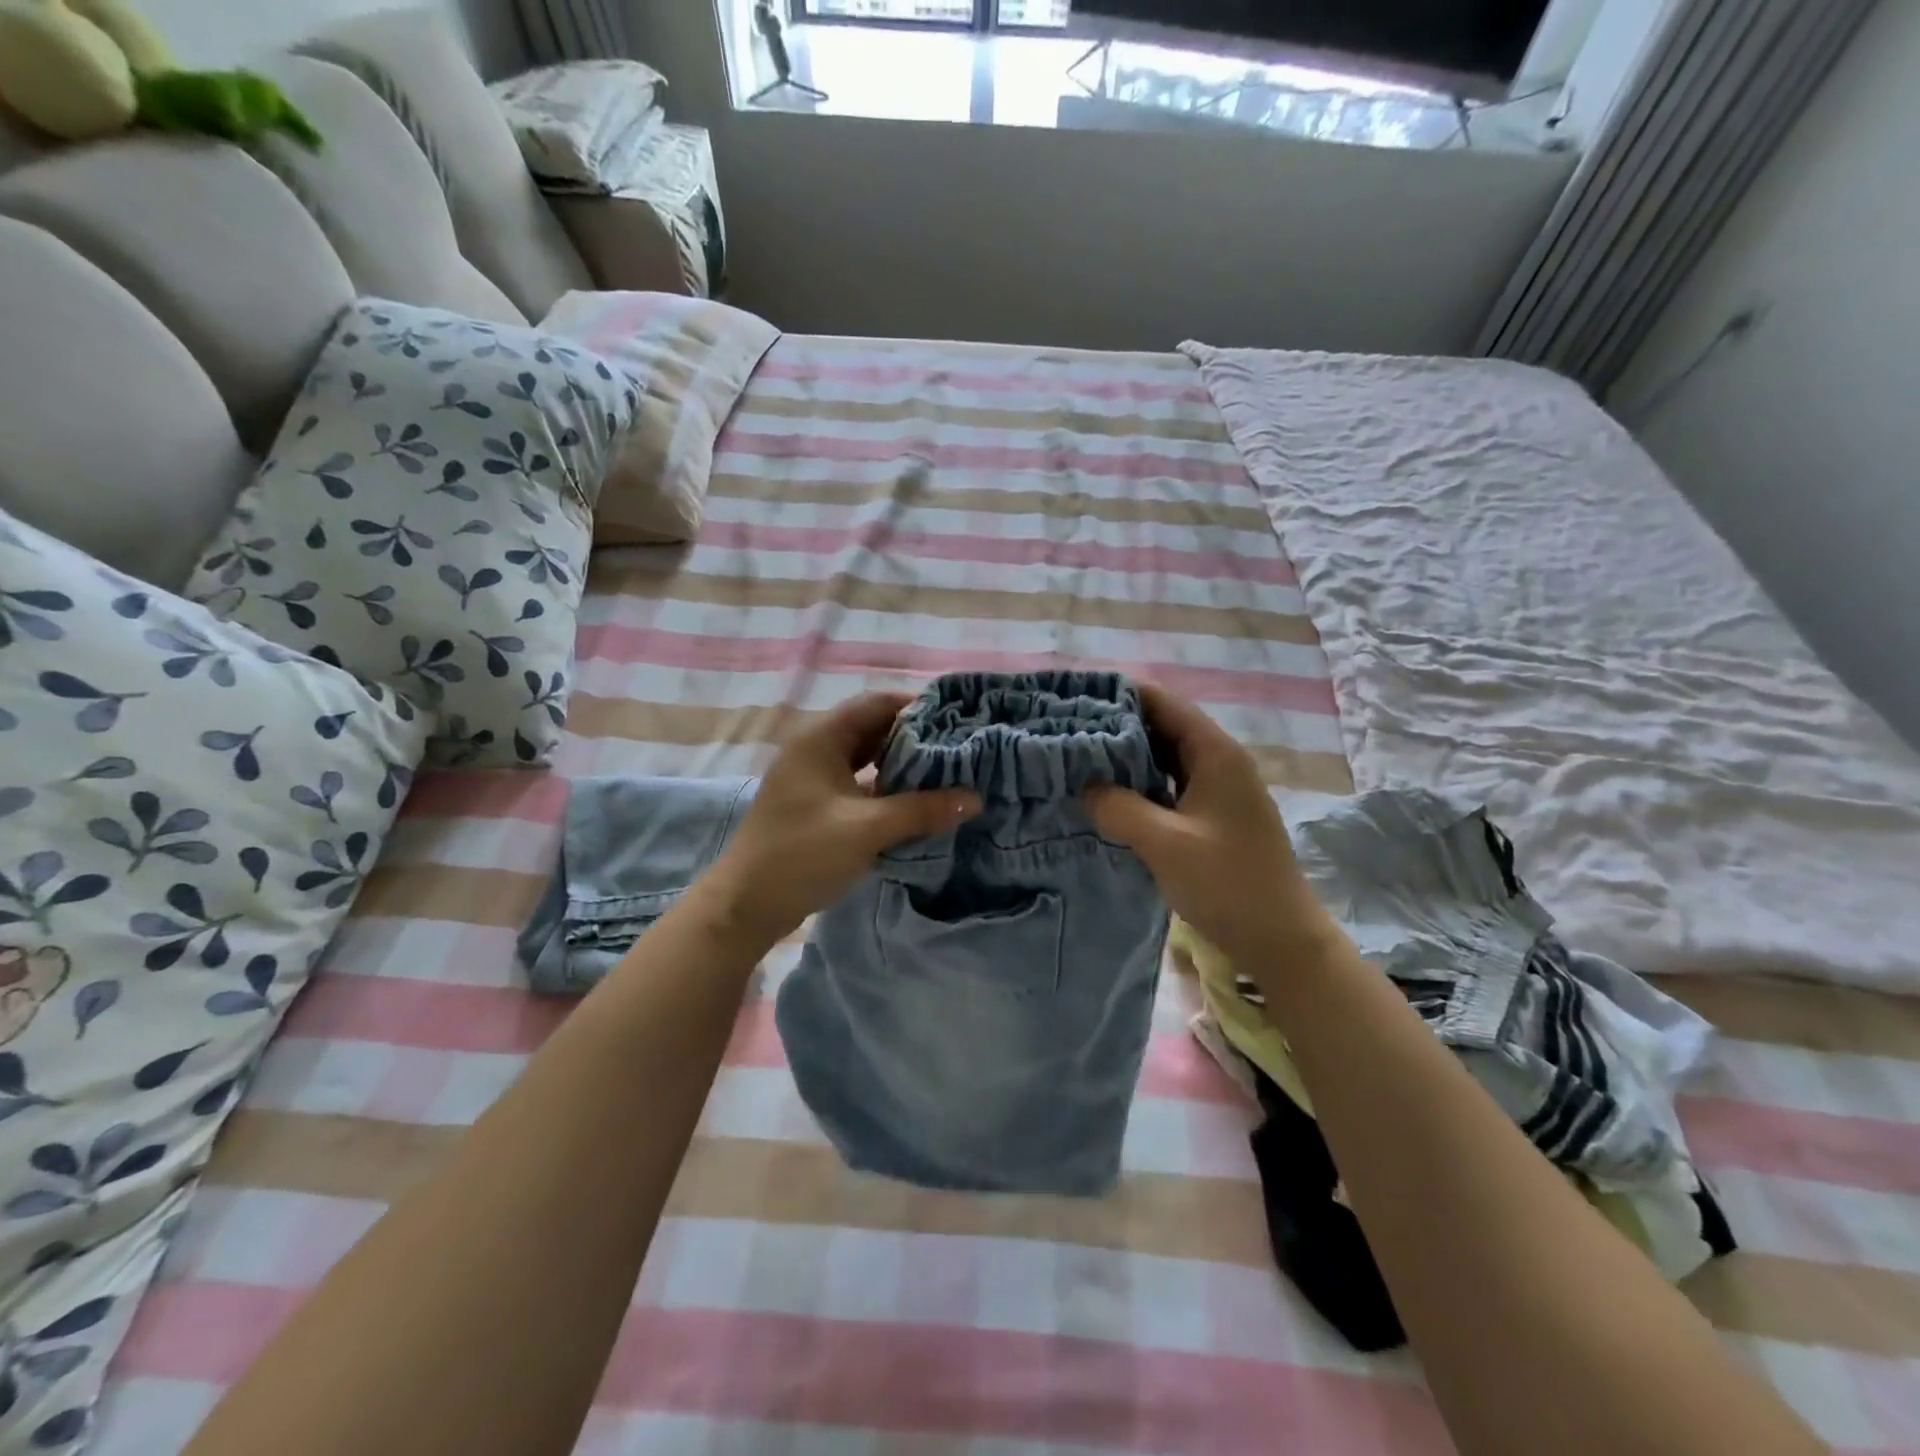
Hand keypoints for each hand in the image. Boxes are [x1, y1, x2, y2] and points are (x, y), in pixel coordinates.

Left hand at [698, 691, 980, 947]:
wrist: (746, 906)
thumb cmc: (802, 854)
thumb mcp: (867, 829)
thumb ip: (922, 810)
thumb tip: (975, 797)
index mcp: (820, 738)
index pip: (877, 703)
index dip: (917, 707)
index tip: (959, 720)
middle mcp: (815, 748)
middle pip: (873, 728)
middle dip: (915, 737)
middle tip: (960, 748)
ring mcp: (814, 778)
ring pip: (866, 758)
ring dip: (901, 764)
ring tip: (946, 773)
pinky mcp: (816, 805)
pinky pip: (858, 783)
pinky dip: (885, 788)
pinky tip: (916, 802)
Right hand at [1085, 685, 1335, 966]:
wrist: (1280, 939)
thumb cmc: (1227, 883)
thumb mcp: (1164, 843)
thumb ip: (1118, 807)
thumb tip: (1085, 786)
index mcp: (1215, 753)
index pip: (1162, 702)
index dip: (1120, 695)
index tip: (1074, 698)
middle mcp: (1218, 762)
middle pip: (1162, 726)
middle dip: (1115, 726)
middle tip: (1065, 732)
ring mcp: (1217, 790)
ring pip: (1163, 758)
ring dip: (1125, 758)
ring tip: (1077, 760)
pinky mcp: (1210, 817)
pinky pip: (1168, 787)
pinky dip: (1139, 786)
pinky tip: (1107, 797)